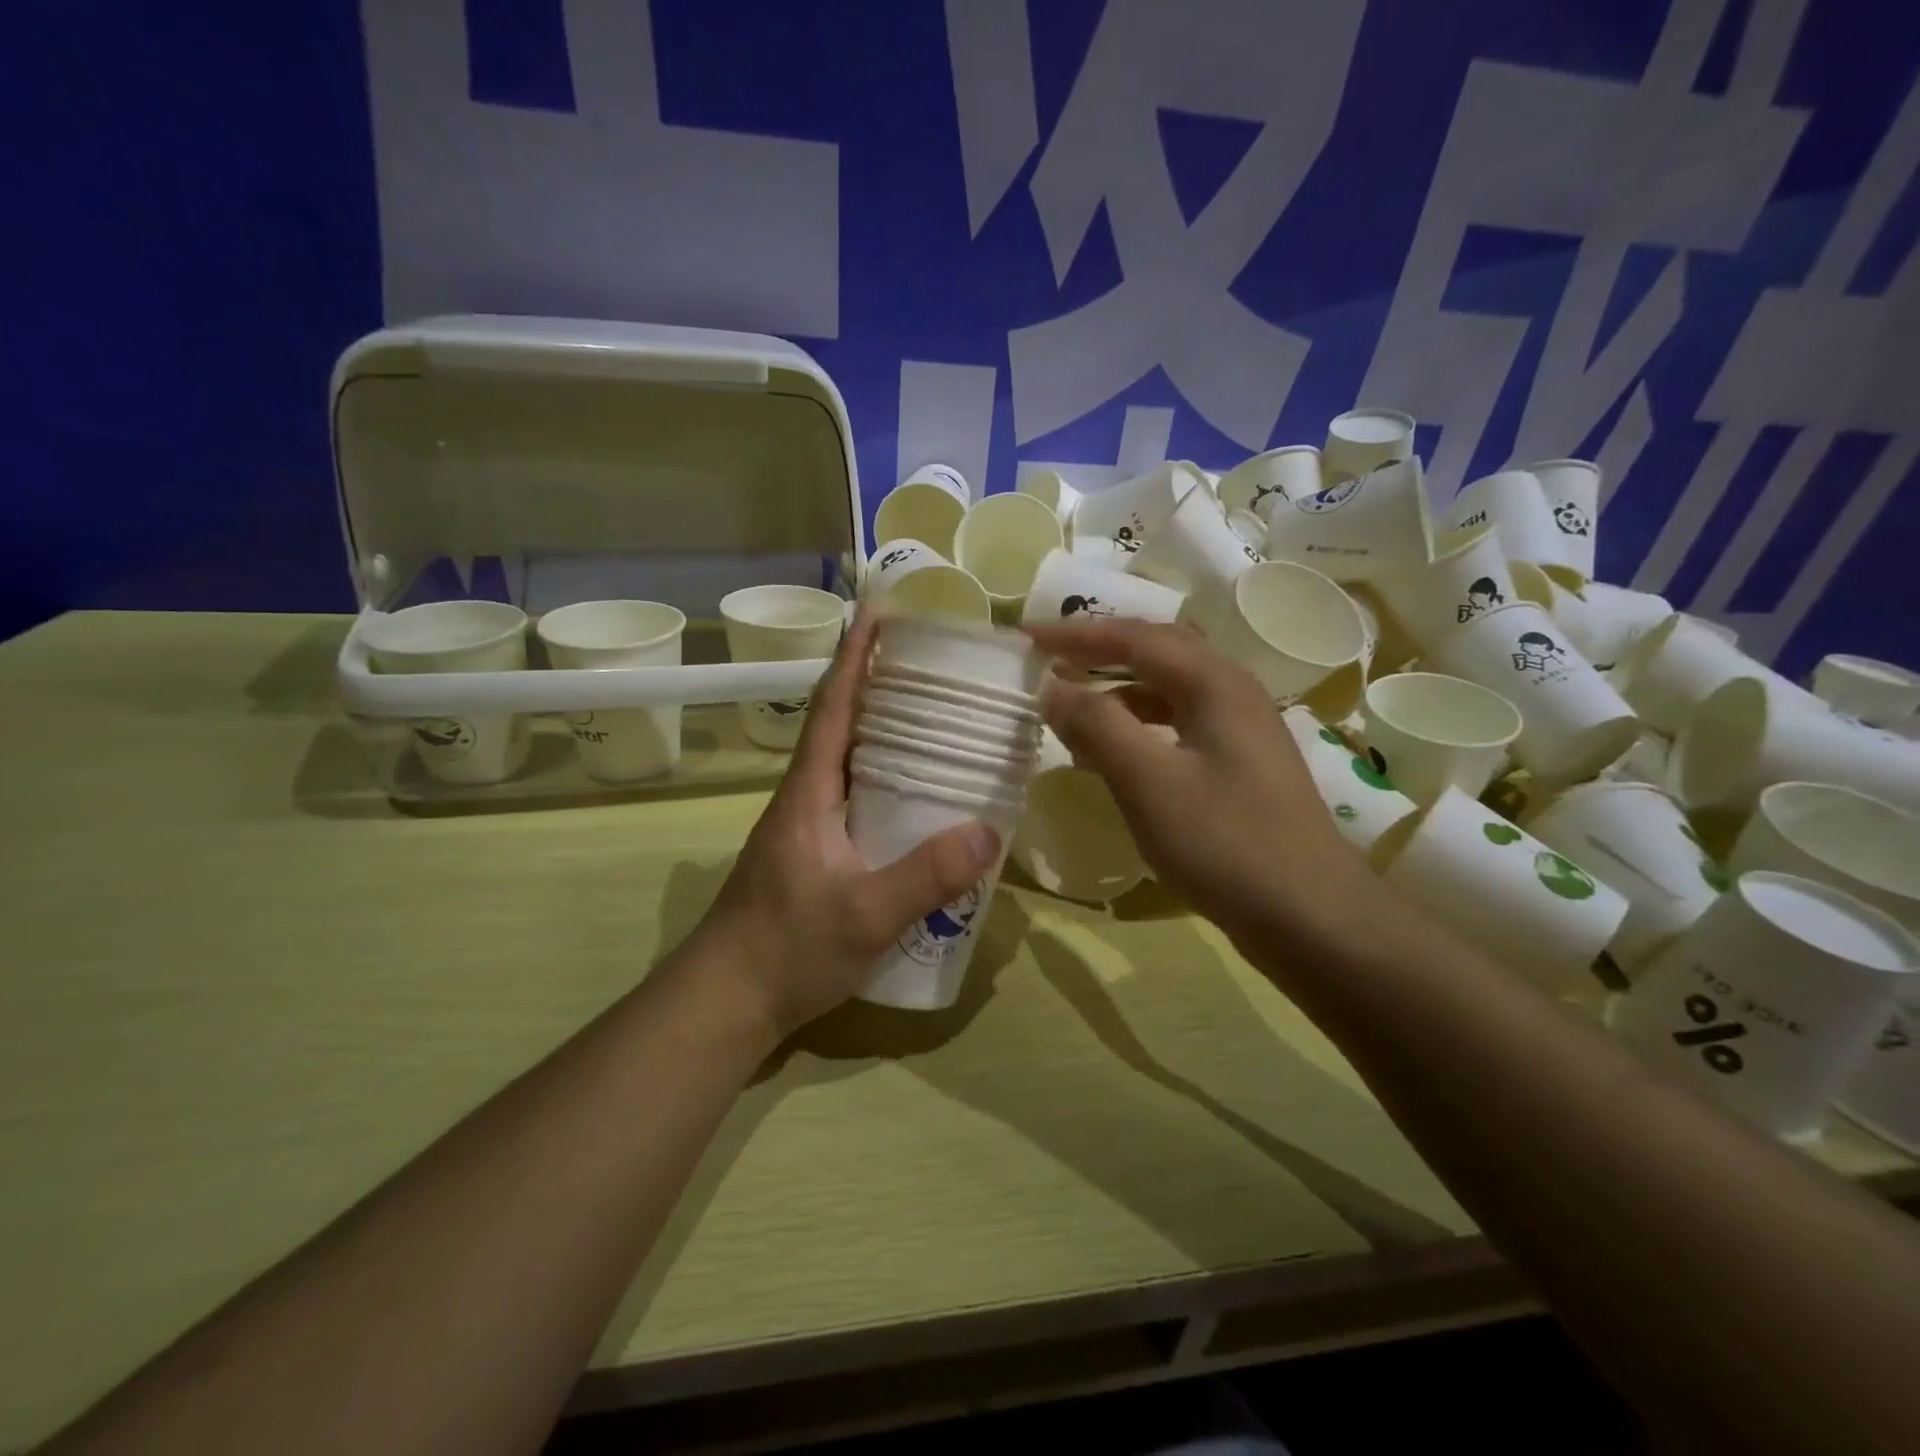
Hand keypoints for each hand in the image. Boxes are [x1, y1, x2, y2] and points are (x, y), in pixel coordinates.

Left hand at [700, 609, 1002, 1040]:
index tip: (880, 614)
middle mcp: (806, 796)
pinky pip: (855, 794)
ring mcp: (807, 825)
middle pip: (842, 723)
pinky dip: (884, 776)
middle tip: (932, 664)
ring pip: (848, 759)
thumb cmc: (787, 948)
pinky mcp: (815, 852)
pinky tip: (918, 793)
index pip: (833, 707)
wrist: (729, 999)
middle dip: (878, 684)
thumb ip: (924, 876)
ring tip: (935, 716)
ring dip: (882, 729)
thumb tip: (987, 831)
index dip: (855, 658)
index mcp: (809, 791)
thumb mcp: (864, 915)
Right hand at [1026, 619, 1370, 952]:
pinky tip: (1112, 756)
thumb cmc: (1225, 843)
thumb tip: (1054, 687)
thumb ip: (1097, 726)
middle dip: (1100, 652)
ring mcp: (1241, 730)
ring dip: (1117, 692)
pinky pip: (1178, 726)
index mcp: (1214, 683)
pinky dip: (1138, 728)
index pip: (1134, 637)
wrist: (1311, 916)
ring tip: (1071, 709)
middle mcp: (1232, 693)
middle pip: (1157, 652)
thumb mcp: (1149, 782)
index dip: (1076, 634)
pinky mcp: (1240, 766)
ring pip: (1168, 691)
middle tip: (1050, 662)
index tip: (1027, 638)